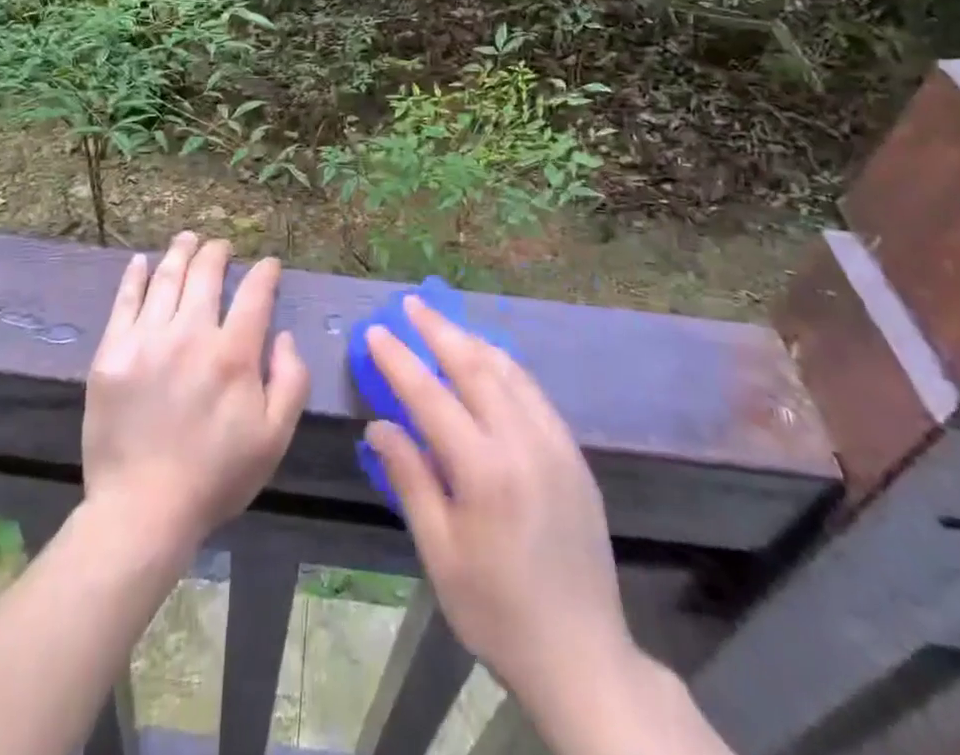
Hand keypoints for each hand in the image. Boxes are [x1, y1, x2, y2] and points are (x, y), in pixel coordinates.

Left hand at [82, 233, 309, 555]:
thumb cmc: (215, 476)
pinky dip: (135, 277)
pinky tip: (141, 262)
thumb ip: (291, 381)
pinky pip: (124, 302)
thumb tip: (282, 334)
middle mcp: (190, 335)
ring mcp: (146, 341)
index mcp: (233, 355)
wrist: (142, 511)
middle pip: (206, 275)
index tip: (269, 265)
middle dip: (218, 253)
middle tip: (222, 246)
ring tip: (188, 238)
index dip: (265, 273)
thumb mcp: (274, 438)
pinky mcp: (111, 354)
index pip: (254, 295)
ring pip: (167, 279)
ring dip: (181, 252)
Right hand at [363, 296, 639, 715]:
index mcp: (484, 470)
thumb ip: (410, 479)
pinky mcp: (573, 453)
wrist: (582, 655)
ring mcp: (554, 443)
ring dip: (472, 340)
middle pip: (474, 366)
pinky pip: (534, 392)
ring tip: (444, 324)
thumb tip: (379, 425)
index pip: (430, 395)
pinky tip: (490, 362)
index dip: (399, 360)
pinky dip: (505, 366)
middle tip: (411, 304)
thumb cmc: (496, 610)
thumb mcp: (440, 553)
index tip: (377, 331)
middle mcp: (522, 441)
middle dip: (438, 329)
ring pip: (508, 371)